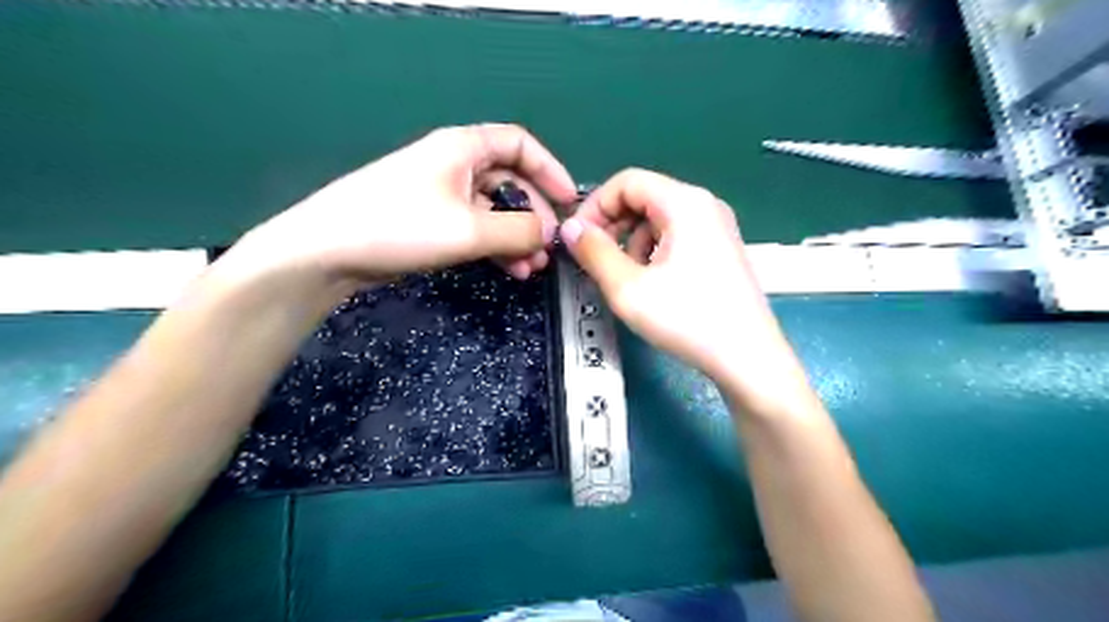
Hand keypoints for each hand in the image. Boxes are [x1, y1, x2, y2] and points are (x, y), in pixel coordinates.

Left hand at [221, 125, 576, 291]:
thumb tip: (550, 233)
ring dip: (517, 237)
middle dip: (534, 215)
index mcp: (464, 148)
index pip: (520, 145)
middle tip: (549, 247)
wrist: (329, 252)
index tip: (570, 201)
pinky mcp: (432, 222)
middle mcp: (455, 165)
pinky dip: (496, 247)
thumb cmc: (400, 226)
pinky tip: (510, 270)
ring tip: (532, 267)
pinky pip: (476, 229)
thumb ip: (518, 230)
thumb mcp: (469, 229)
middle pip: (510, 181)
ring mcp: (442, 195)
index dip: (550, 170)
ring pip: (494, 210)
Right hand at [563, 170, 808, 411]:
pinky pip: (676, 236)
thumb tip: (570, 229)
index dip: (594, 206)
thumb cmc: (687, 319)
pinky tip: (651, 283)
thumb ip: (594, 253)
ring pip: (658, 219)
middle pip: (644, 197)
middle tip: (593, 258)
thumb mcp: (628, 288)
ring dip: (631, 241)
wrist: (748, 358)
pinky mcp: (721, 249)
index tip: (577, 239)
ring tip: (624, 277)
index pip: (626, 181)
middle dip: (612, 224)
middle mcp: (704, 205)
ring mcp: (717, 227)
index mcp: (684, 203)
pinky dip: (653, 251)